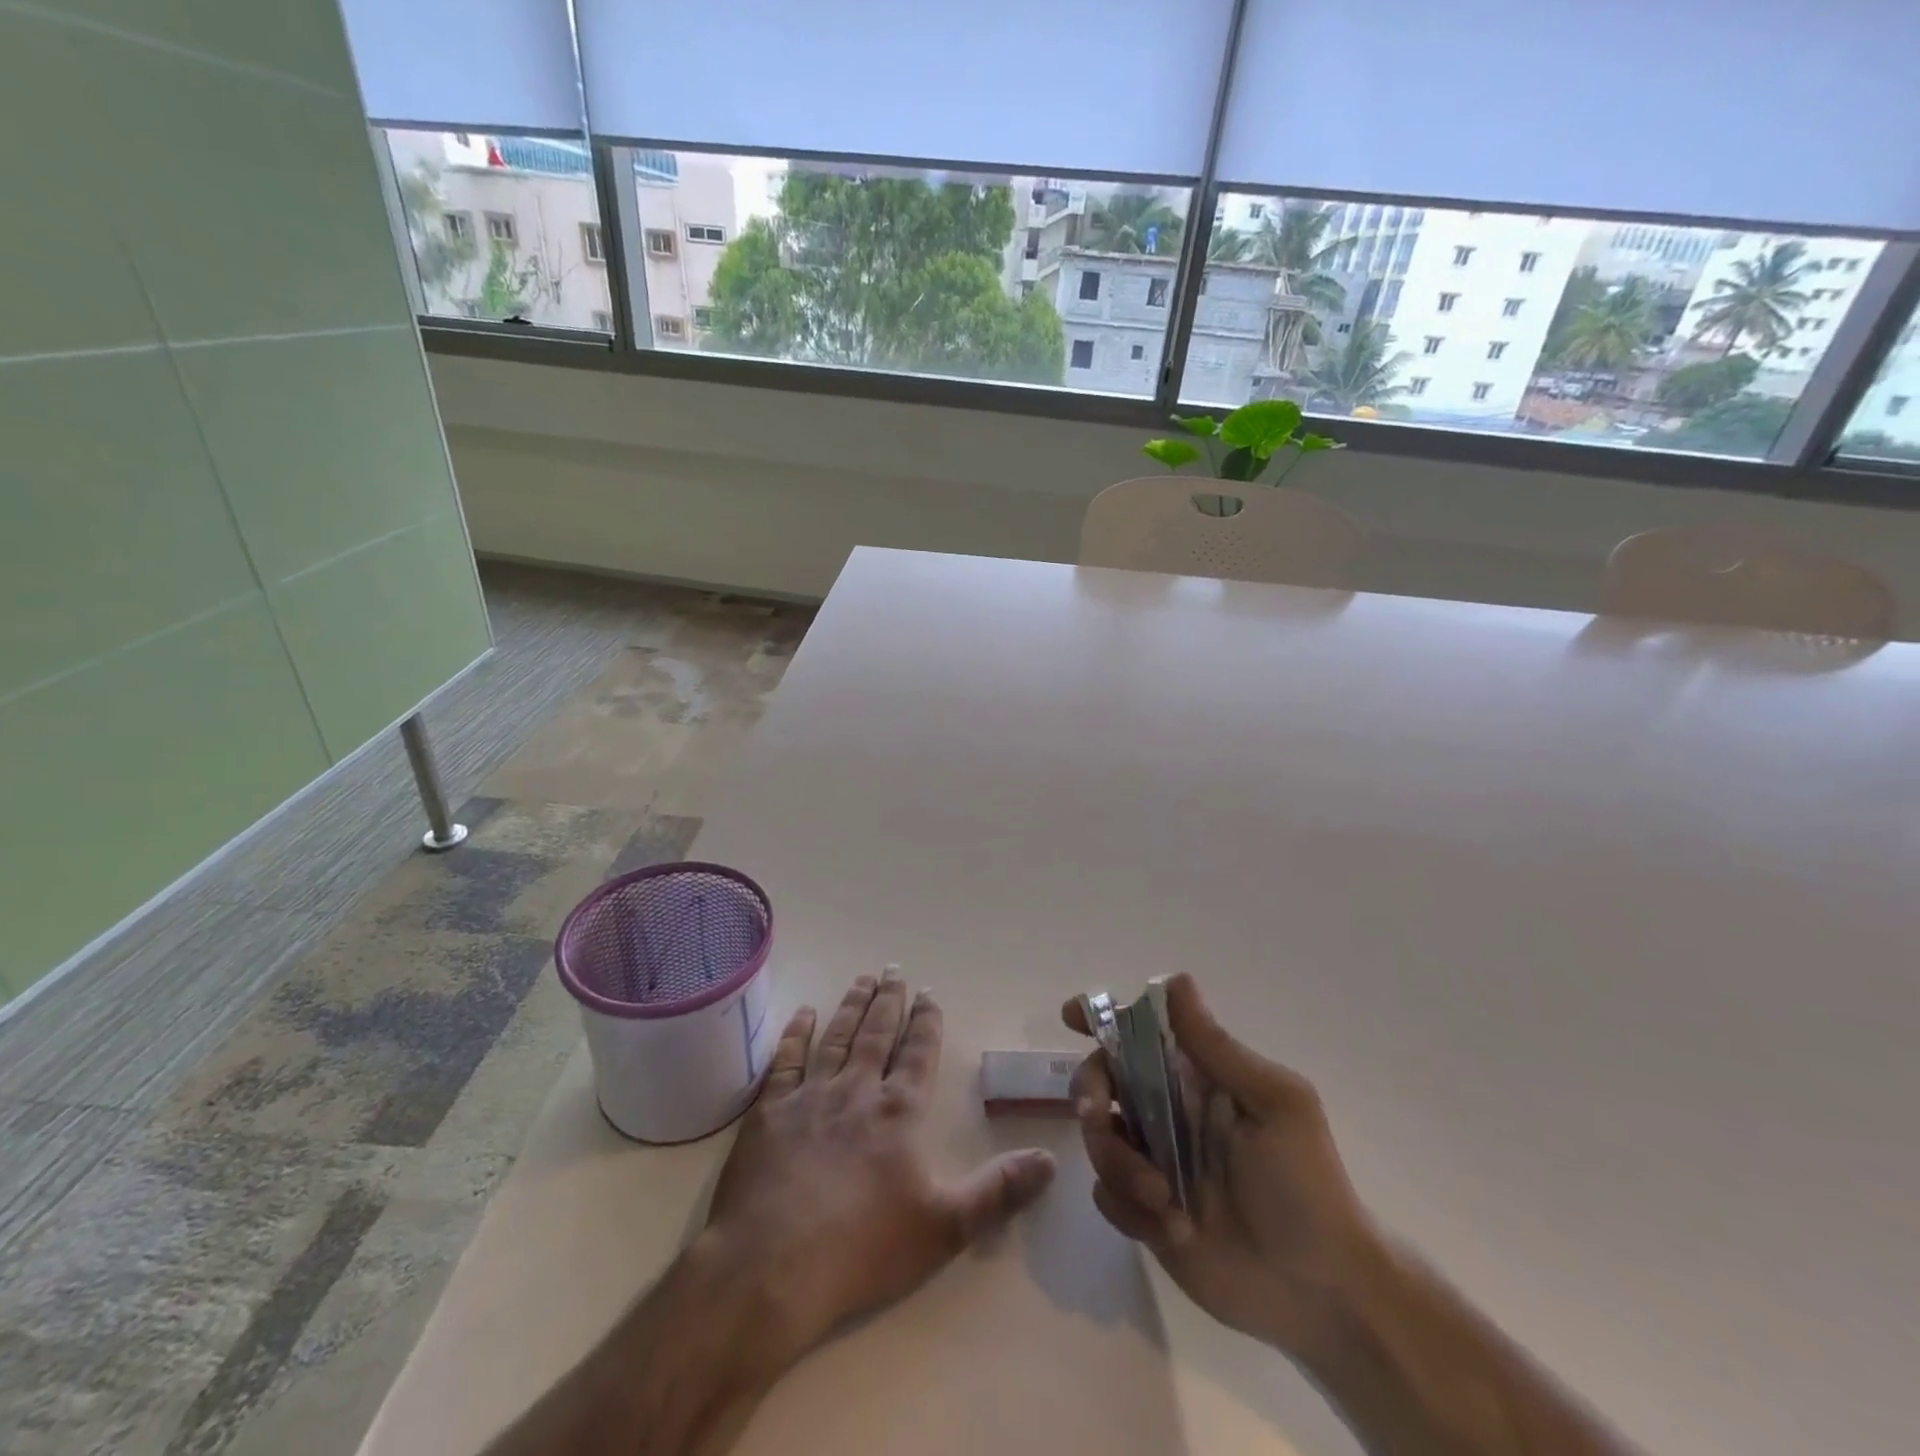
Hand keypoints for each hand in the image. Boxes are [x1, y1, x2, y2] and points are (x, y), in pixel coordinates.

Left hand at [705, 969, 1056, 1368]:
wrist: (772, 1268)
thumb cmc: (862, 1249)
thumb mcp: (945, 1228)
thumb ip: (998, 1191)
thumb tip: (1051, 1160)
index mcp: (898, 1113)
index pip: (918, 1054)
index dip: (926, 1022)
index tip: (929, 993)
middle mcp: (856, 1091)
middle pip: (877, 1034)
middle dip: (889, 1001)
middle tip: (894, 970)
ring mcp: (810, 1096)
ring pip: (836, 1037)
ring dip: (852, 1006)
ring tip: (863, 979)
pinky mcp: (770, 1111)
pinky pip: (786, 1060)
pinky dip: (796, 1033)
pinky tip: (804, 1012)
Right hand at [1063, 972, 1381, 1357]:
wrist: (1321, 1292)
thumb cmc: (1306, 1184)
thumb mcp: (1274, 1103)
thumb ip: (1217, 1047)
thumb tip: (1175, 979)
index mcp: (1194, 1077)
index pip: (1137, 1032)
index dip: (1101, 1018)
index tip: (1071, 1017)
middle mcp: (1165, 1111)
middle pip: (1099, 1080)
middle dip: (1089, 1095)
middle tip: (1097, 1118)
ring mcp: (1152, 1162)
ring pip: (1097, 1139)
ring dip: (1119, 1165)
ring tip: (1165, 1201)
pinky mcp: (1144, 1212)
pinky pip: (1107, 1195)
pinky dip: (1130, 1210)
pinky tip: (1174, 1231)